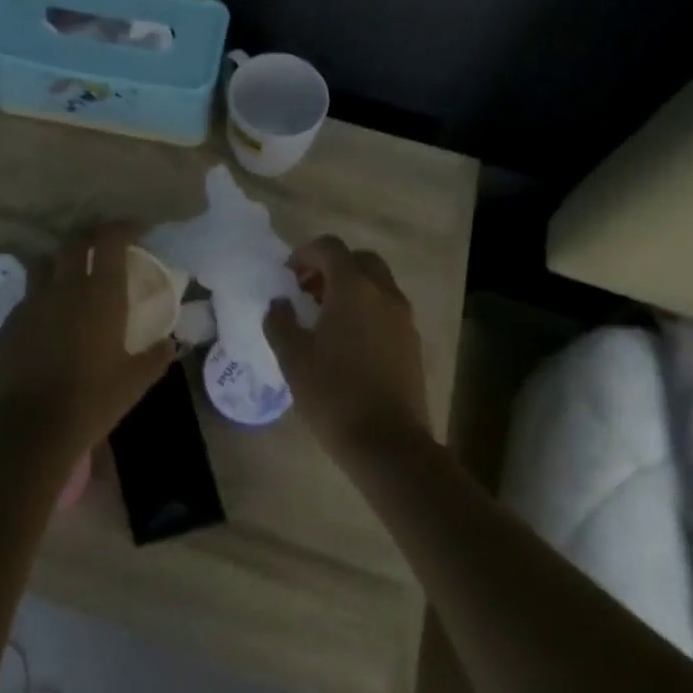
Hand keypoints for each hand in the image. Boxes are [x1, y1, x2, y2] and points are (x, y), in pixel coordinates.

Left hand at [0, 223, 176, 465]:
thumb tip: (170, 344)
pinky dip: (41, 297)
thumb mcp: (134, 382)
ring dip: (60, 262)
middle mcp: (64, 287)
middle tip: (103, 250)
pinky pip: (27, 296)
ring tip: (70, 278)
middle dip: (90, 237)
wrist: (27, 430)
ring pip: (44, 263)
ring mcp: (31, 302)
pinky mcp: (9, 323)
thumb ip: (155, 357)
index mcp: (100, 293)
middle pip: (73, 241)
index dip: (123, 227)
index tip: (135, 231)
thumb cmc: (90, 402)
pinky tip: (48, 320)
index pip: (110, 239)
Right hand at [265, 235, 430, 467]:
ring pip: (377, 283)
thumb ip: (280, 321)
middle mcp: (384, 293)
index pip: (330, 247)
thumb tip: (280, 304)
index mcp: (354, 288)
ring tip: (325, 317)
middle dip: (332, 267)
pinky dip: (367, 308)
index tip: (287, 275)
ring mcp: (403, 318)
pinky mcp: (413, 342)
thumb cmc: (334, 394)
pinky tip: (348, 340)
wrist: (388, 444)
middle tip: (308, 291)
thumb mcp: (293, 357)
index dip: (305, 254)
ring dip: (351, 287)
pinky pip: (387, 308)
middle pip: (359, 259)